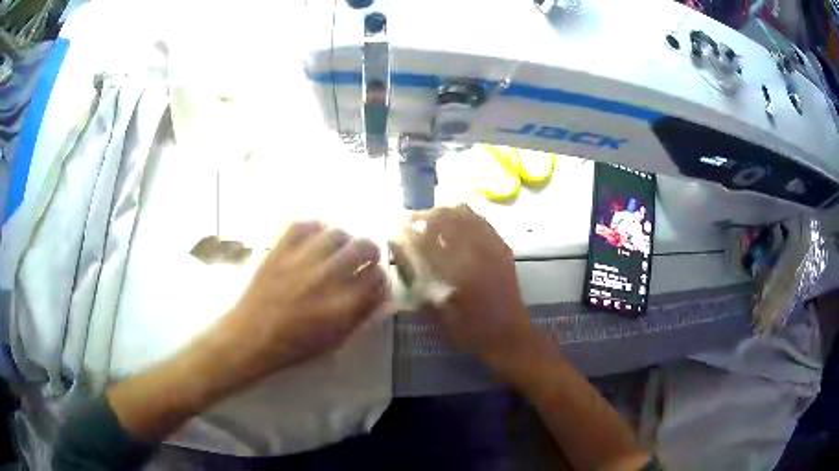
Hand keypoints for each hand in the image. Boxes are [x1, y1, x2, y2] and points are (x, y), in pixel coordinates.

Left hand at [225, 221, 387, 380]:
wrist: (249, 337)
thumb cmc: (293, 347)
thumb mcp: (334, 341)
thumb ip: (360, 317)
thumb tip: (380, 295)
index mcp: (342, 306)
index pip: (377, 277)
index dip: (381, 275)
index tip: (375, 276)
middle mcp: (326, 279)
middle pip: (364, 247)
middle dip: (371, 250)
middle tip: (364, 256)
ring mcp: (301, 261)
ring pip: (337, 233)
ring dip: (344, 239)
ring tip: (338, 247)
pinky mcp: (279, 250)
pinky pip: (304, 224)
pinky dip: (315, 227)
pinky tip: (315, 238)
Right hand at [391, 205, 535, 372]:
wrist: (509, 336)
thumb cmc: (471, 332)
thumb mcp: (439, 315)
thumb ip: (421, 286)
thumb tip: (404, 260)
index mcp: (458, 271)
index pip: (427, 240)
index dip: (407, 232)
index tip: (394, 230)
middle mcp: (476, 252)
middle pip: (445, 219)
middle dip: (423, 217)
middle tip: (409, 222)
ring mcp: (492, 246)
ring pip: (465, 214)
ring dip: (443, 213)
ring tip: (430, 220)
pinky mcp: (502, 248)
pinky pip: (481, 221)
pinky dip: (465, 217)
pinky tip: (455, 222)